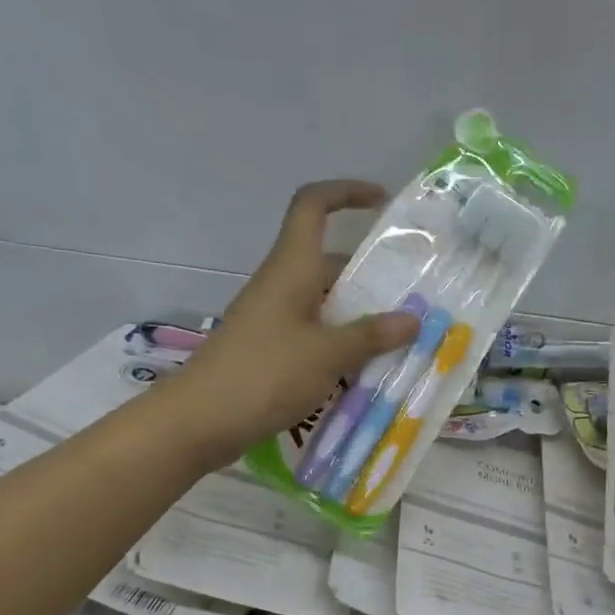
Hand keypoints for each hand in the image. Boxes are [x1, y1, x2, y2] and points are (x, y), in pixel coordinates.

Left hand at [175, 181, 419, 465]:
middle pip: (328, 263)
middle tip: (412, 301)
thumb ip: (371, 336)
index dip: (346, 193)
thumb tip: (413, 319)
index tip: (382, 203)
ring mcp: (273, 320)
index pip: (313, 206)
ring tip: (399, 342)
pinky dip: (340, 347)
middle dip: (370, 277)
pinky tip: (364, 374)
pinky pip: (314, 336)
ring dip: (359, 319)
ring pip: (324, 305)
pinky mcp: (270, 352)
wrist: (200, 421)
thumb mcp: (327, 355)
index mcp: (291, 269)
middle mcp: (281, 286)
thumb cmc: (265, 375)